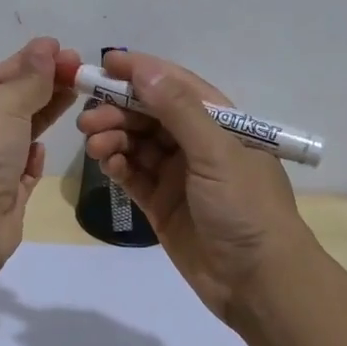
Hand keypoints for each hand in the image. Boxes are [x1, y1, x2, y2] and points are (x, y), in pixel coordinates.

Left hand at [0, 37, 81, 263]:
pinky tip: (42, 149)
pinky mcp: (1, 198)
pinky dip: (32, 158)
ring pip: (18, 136)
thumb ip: (29, 79)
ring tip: (77, 94)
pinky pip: (20, 170)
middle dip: (42, 87)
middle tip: (80, 69)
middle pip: (8, 106)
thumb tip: (46, 47)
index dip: (27, 62)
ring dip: (44, 116)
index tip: (60, 49)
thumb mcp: (3, 105)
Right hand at [76, 50, 311, 329]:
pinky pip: (133, 175)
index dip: (141, 72)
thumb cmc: (246, 207)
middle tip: (88, 117)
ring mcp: (178, 175)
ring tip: (93, 143)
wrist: (258, 282)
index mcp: (220, 123)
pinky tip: (105, 162)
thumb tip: (144, 69)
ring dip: (113, 137)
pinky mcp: (162, 204)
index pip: (176, 85)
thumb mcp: (216, 152)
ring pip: (137, 144)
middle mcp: (198, 144)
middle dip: (119, 109)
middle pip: (150, 114)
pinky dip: (117, 165)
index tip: (105, 63)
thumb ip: (178, 110)